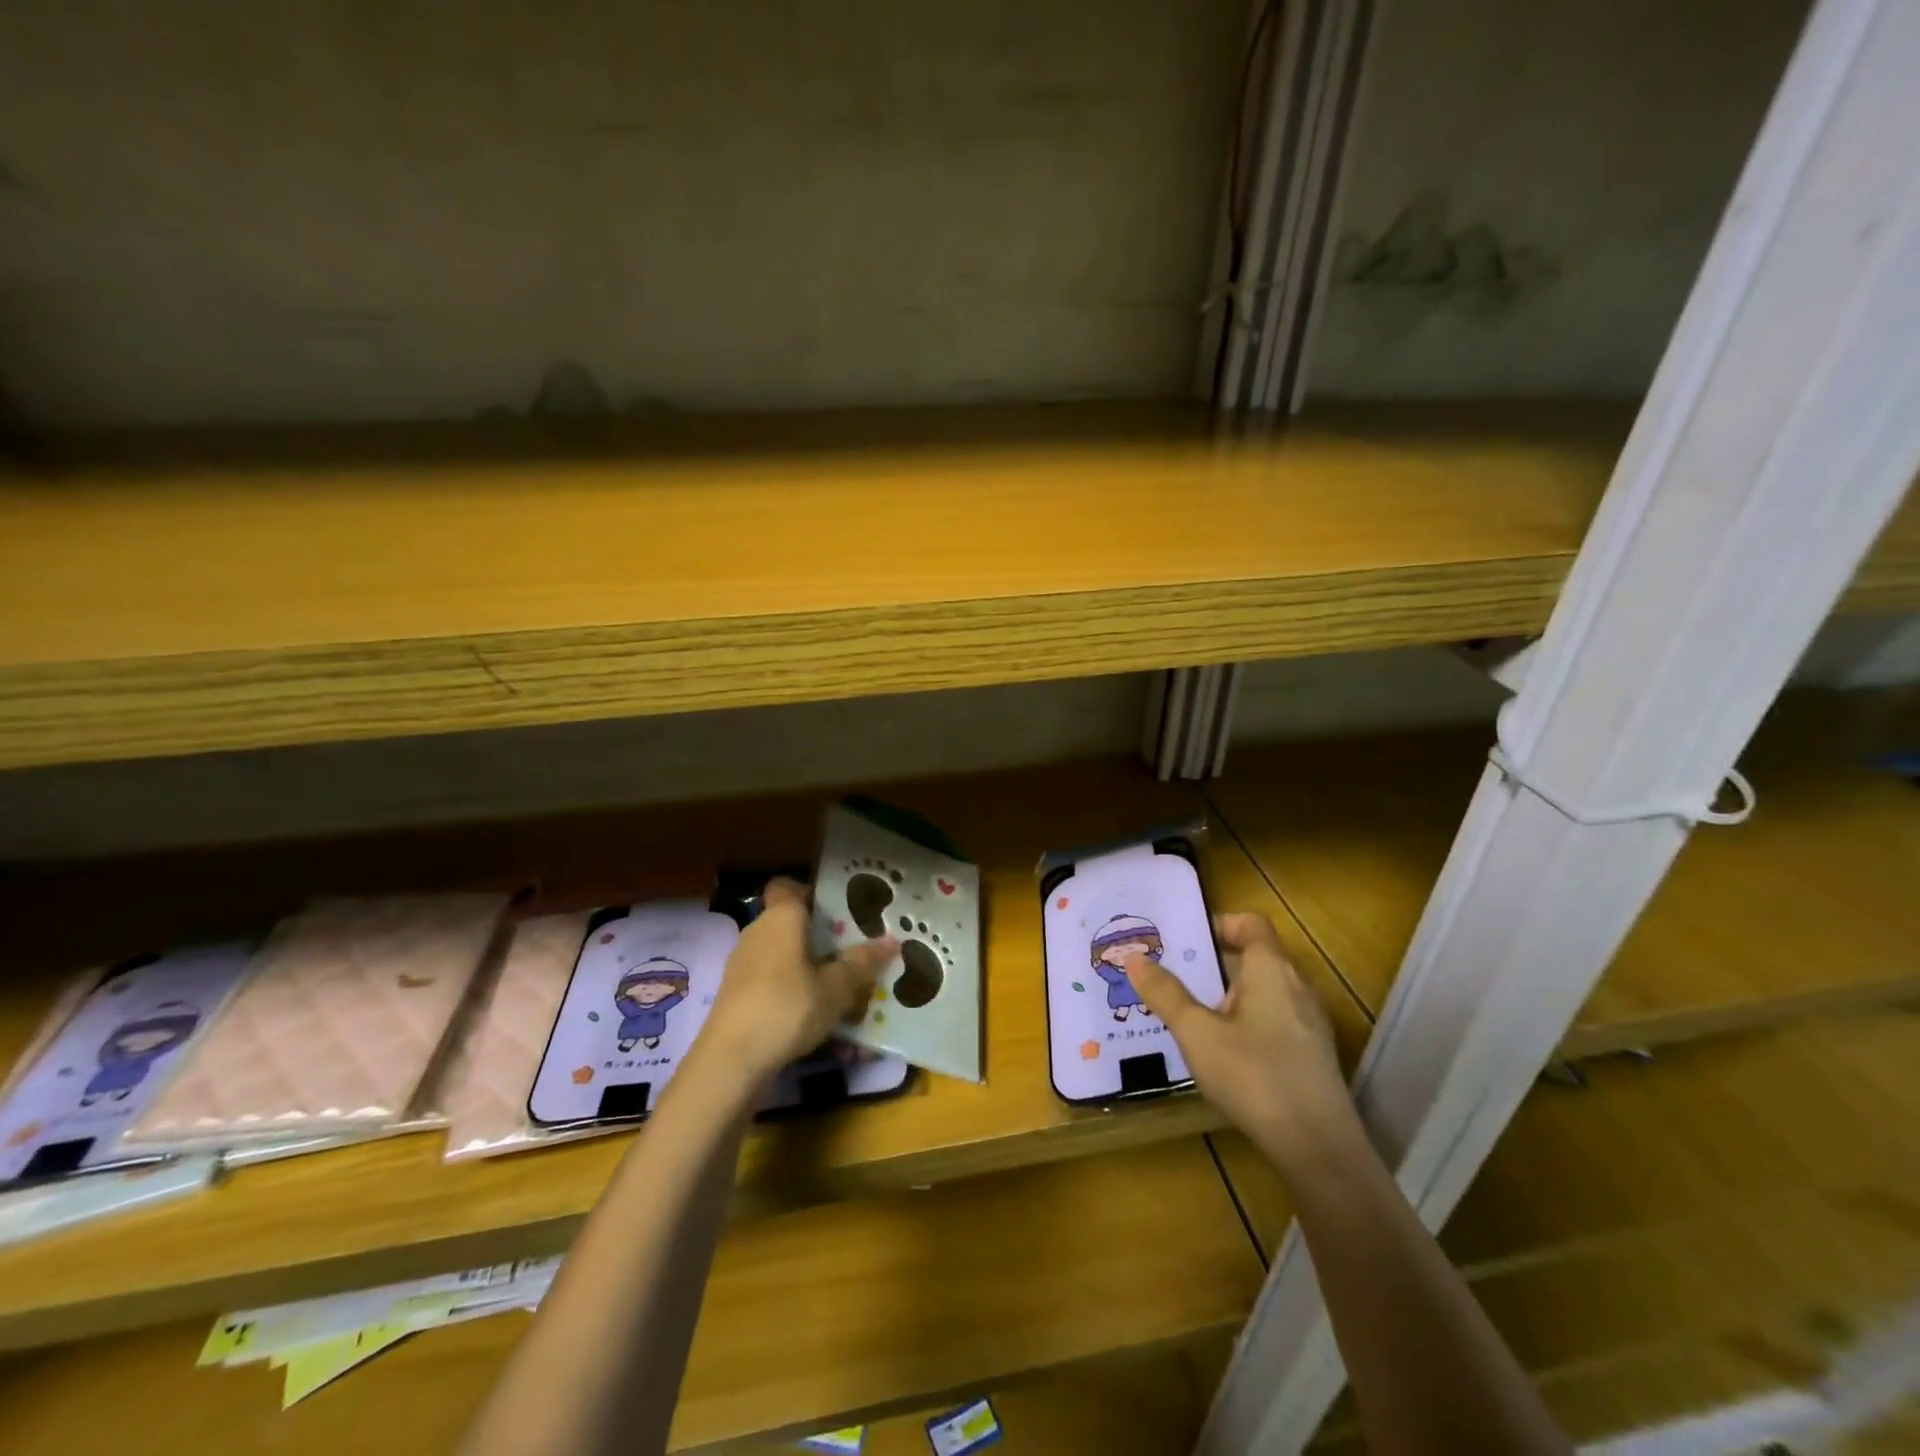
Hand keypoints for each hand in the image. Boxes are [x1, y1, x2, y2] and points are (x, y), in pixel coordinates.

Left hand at [700, 878, 897, 1082]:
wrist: (729, 1063)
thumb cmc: (787, 1008)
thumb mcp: (836, 988)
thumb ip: (862, 963)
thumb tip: (892, 941)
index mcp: (781, 918)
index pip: (788, 886)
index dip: (811, 892)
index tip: (840, 909)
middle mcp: (758, 933)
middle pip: (792, 924)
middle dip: (823, 938)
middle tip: (857, 951)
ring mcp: (744, 966)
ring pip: (785, 958)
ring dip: (812, 971)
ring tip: (846, 990)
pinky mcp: (739, 997)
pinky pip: (775, 985)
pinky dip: (796, 996)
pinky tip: (822, 1023)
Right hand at [1124, 911, 1354, 1164]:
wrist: (1318, 1148)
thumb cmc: (1254, 1076)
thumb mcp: (1197, 1033)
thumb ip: (1165, 994)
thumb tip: (1135, 958)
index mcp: (1271, 969)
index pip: (1250, 923)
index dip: (1218, 923)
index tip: (1184, 942)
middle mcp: (1297, 986)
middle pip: (1254, 956)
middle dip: (1212, 964)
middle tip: (1172, 977)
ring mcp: (1309, 1023)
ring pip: (1263, 991)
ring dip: (1226, 996)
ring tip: (1188, 1015)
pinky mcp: (1312, 1055)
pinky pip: (1273, 1019)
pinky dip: (1245, 1022)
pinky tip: (1220, 1052)